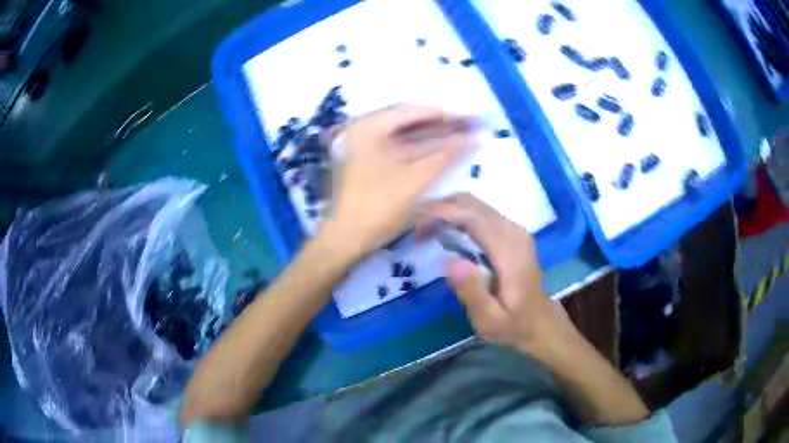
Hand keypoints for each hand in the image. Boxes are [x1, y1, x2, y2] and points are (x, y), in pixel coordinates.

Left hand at [323, 105, 479, 259]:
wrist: (348, 237)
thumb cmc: (378, 205)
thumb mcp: (414, 179)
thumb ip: (444, 156)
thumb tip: (474, 140)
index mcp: (369, 128)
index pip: (411, 111)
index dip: (443, 114)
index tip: (468, 117)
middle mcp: (367, 131)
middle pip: (412, 124)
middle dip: (444, 127)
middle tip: (472, 125)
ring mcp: (369, 148)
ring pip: (410, 138)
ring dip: (437, 138)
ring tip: (466, 136)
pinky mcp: (374, 163)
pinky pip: (404, 151)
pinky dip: (425, 151)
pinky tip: (446, 151)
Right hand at [419, 194, 571, 353]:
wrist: (540, 320)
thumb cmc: (513, 324)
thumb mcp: (490, 320)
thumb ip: (472, 292)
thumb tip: (449, 261)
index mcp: (509, 251)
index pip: (472, 217)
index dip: (442, 213)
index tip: (417, 225)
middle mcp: (513, 231)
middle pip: (472, 203)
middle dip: (440, 208)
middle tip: (417, 228)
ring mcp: (514, 228)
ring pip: (475, 204)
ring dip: (447, 210)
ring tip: (426, 230)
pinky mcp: (511, 231)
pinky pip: (480, 212)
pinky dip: (458, 214)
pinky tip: (445, 230)